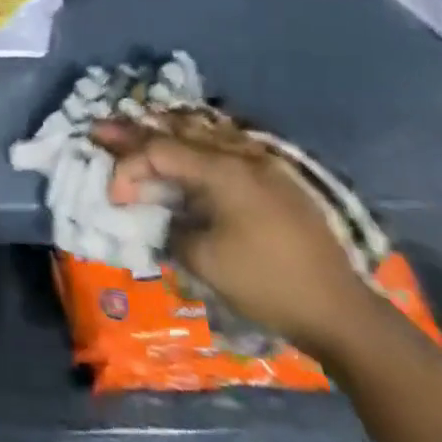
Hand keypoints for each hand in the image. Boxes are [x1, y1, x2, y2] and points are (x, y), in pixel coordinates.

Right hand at [93, 119, 381, 357]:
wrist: (341, 312)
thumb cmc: (267, 283)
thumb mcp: (204, 260)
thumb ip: (171, 227)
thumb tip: (163, 216)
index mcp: (222, 170)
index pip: (159, 152)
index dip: (128, 167)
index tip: (113, 196)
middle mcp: (241, 156)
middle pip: (179, 132)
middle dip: (137, 132)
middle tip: (100, 129)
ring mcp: (262, 165)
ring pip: (204, 134)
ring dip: (167, 134)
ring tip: (138, 132)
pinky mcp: (275, 182)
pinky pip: (224, 149)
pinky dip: (195, 146)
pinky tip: (186, 150)